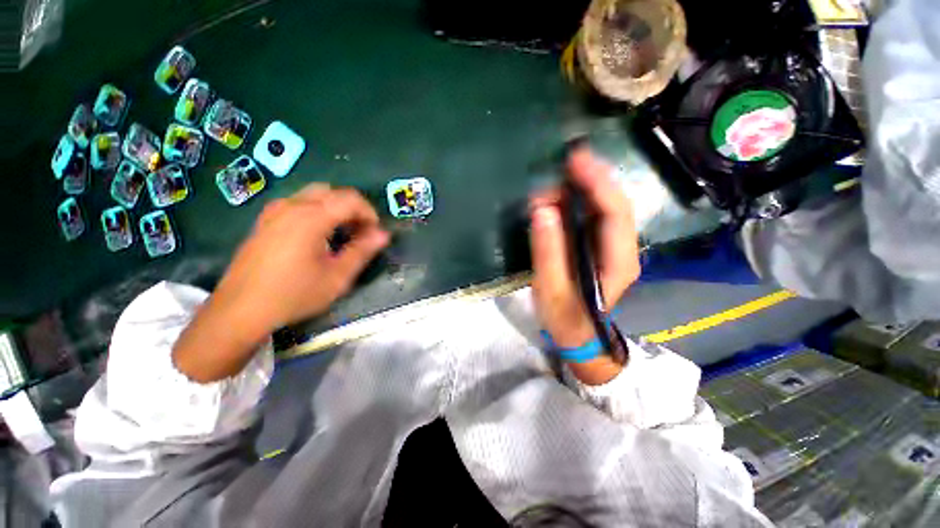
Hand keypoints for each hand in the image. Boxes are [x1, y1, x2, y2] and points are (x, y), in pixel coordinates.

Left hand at [173, 184, 388, 381]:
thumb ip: (362, 251)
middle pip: (333, 193)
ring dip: (335, 209)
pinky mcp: (265, 220)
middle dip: (353, 209)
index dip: (369, 213)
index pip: (350, 199)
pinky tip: (318, 237)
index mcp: (311, 218)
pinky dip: (317, 212)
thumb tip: (383, 235)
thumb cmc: (294, 294)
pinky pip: (298, 204)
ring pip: (315, 196)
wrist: (240, 310)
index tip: (374, 234)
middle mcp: (291, 206)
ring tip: (341, 235)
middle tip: (360, 233)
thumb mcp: (337, 277)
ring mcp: (274, 211)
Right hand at [529, 148, 639, 382]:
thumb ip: (548, 252)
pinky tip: (560, 193)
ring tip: (556, 177)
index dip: (597, 182)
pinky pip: (592, 215)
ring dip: (583, 187)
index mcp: (618, 262)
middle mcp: (623, 249)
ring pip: (604, 206)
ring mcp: (612, 246)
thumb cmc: (565, 318)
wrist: (577, 336)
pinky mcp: (598, 246)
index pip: (615, 213)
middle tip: (562, 162)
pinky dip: (577, 200)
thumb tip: (543, 210)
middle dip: (591, 178)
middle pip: (614, 203)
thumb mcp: (551, 290)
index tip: (575, 160)